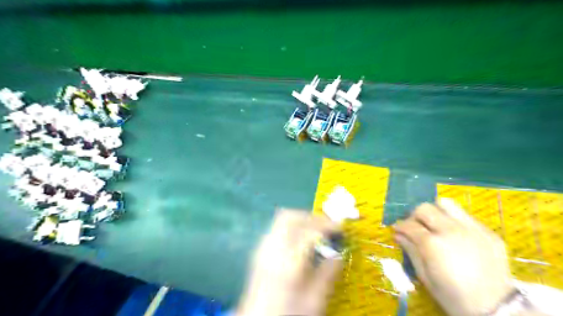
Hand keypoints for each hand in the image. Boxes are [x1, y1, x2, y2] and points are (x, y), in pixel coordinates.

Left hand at [236, 209, 340, 315]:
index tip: (341, 228)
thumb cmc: (288, 314)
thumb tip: (339, 253)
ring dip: (302, 219)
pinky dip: (293, 226)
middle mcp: (271, 249)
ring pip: (281, 219)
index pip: (308, 232)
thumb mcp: (314, 302)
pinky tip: (302, 239)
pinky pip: (277, 228)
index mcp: (286, 263)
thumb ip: (328, 275)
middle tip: (328, 225)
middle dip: (311, 217)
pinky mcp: (260, 251)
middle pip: (289, 217)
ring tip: (318, 230)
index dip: (327, 226)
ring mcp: (262, 248)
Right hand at [395, 199, 512, 314]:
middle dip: (414, 215)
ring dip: (435, 211)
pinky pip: (465, 216)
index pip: (409, 225)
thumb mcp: (425, 277)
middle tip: (414, 226)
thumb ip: (411, 251)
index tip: (396, 229)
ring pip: (446, 204)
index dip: (399, 226)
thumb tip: (397, 235)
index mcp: (432, 244)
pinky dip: (453, 220)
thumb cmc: (454, 297)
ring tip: (434, 223)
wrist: (497, 310)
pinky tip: (454, 234)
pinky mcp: (487, 232)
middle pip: (425, 208)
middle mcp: (450, 230)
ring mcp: (471, 229)